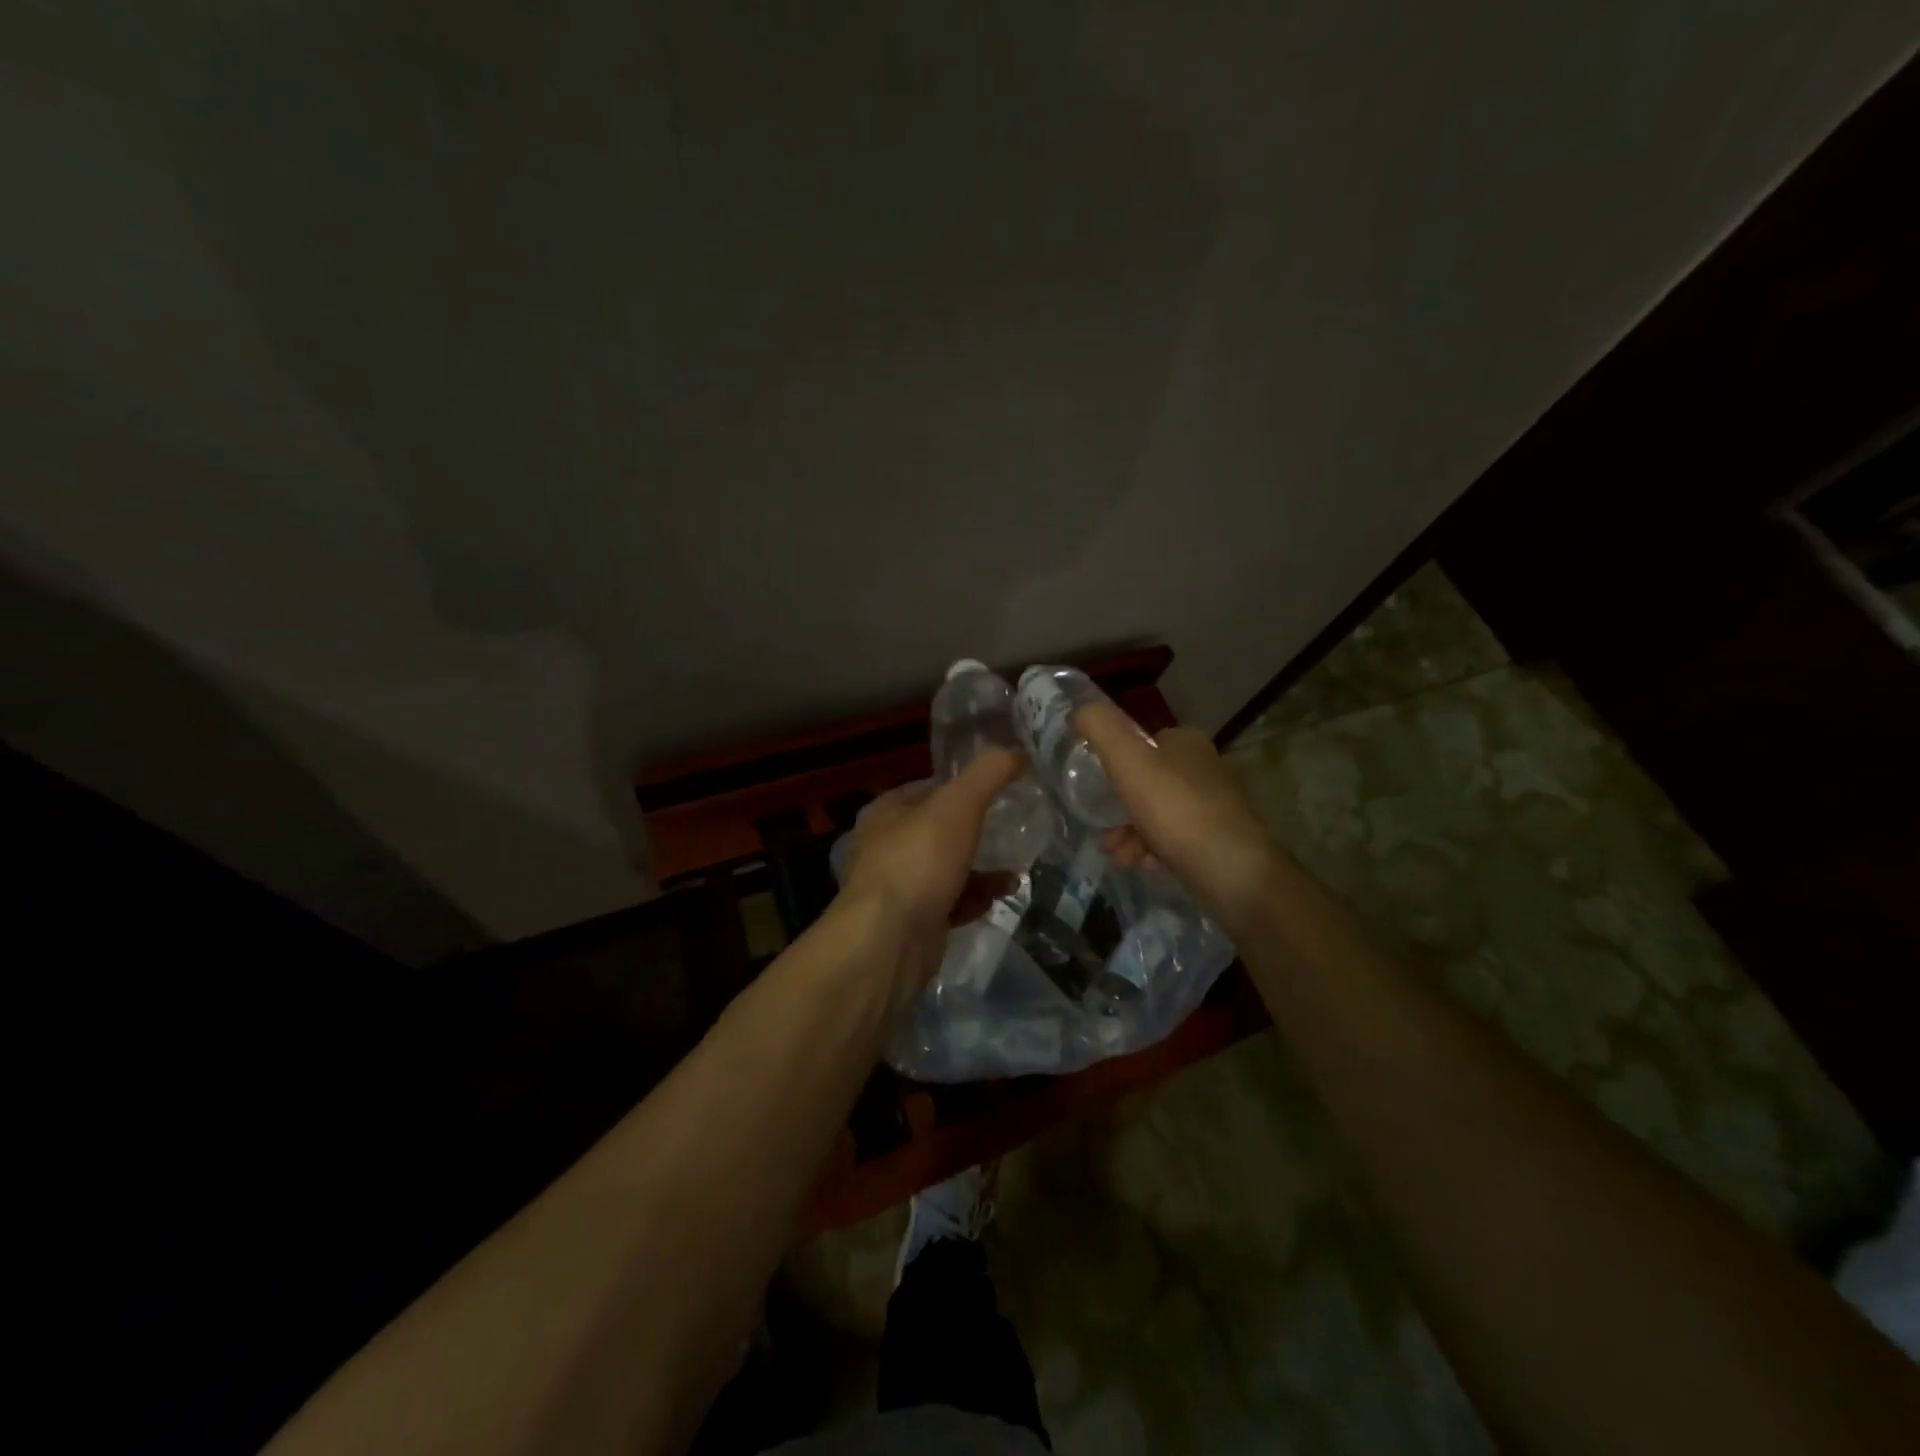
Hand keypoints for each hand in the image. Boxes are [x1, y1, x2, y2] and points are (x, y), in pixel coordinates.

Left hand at [838, 749, 1024, 996]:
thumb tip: (1017, 751)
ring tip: (1012, 876)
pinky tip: (994, 901)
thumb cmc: (919, 860)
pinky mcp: (910, 923)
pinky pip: (947, 904)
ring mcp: (897, 888)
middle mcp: (885, 847)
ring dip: (980, 872)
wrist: (889, 940)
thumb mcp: (959, 805)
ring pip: (946, 870)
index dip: (963, 788)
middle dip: (976, 834)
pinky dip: (971, 900)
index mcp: (887, 812)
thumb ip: (988, 773)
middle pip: (939, 832)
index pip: (928, 789)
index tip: (999, 792)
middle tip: (1010, 835)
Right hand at [1076, 704, 1286, 933]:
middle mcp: (1204, 769)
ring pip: (1156, 814)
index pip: (1140, 743)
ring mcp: (1213, 806)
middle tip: (1102, 829)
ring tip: (1117, 854)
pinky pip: (1172, 840)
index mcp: (1186, 742)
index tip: (1094, 787)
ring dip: (1129, 832)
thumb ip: (1099, 727)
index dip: (1113, 764)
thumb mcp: (1128, 760)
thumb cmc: (1176, 810)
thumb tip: (1078, 709)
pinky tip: (1140, 864)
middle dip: (1118, 807)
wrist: (1233, 872)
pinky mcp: (1217, 841)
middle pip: (1146, 782)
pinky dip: (1151, 850)